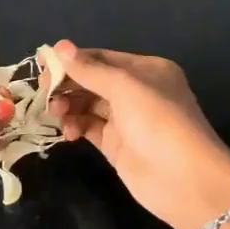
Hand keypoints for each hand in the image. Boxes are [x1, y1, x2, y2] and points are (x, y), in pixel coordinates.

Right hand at [49, 41, 229, 228]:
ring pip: (88, 104)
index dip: (72, 60)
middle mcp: (136, 91)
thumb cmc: (159, 122)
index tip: (43, 65)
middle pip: (92, 80)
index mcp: (146, 70)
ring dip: (69, 104)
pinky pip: (89, 127)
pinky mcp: (117, 145)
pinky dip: (75, 125)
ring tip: (55, 112)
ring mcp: (126, 120)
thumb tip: (59, 47)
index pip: (101, 58)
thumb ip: (89, 69)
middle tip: (44, 91)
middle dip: (68, 83)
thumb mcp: (124, 88)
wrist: (186, 181)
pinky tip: (67, 131)